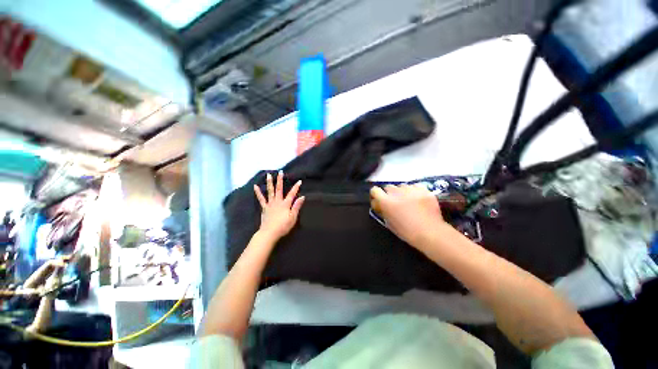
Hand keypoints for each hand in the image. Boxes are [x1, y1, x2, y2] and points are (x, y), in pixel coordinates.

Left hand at [254, 171, 304, 240]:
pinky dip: (258, 192)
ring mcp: (270, 204)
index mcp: (285, 204)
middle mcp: (277, 201)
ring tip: (268, 175)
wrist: (269, 233)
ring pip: (270, 191)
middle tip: (280, 172)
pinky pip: (261, 198)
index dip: (296, 187)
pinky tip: (255, 186)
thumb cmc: (283, 226)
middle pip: (279, 189)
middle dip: (280, 180)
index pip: (292, 194)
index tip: (299, 181)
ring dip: (270, 183)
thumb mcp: (293, 217)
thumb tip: (302, 197)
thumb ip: (296, 206)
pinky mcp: (264, 207)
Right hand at [370, 184, 444, 246]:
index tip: (379, 199)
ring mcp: (410, 189)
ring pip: (402, 185)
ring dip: (402, 192)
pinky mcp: (423, 189)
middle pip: (388, 187)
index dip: (376, 194)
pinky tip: (418, 199)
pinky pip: (414, 186)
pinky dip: (414, 191)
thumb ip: (383, 210)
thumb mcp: (389, 222)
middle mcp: (397, 192)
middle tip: (395, 202)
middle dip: (389, 193)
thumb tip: (380, 205)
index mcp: (386, 202)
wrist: (430, 232)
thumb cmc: (407, 232)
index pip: (375, 190)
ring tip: (408, 200)